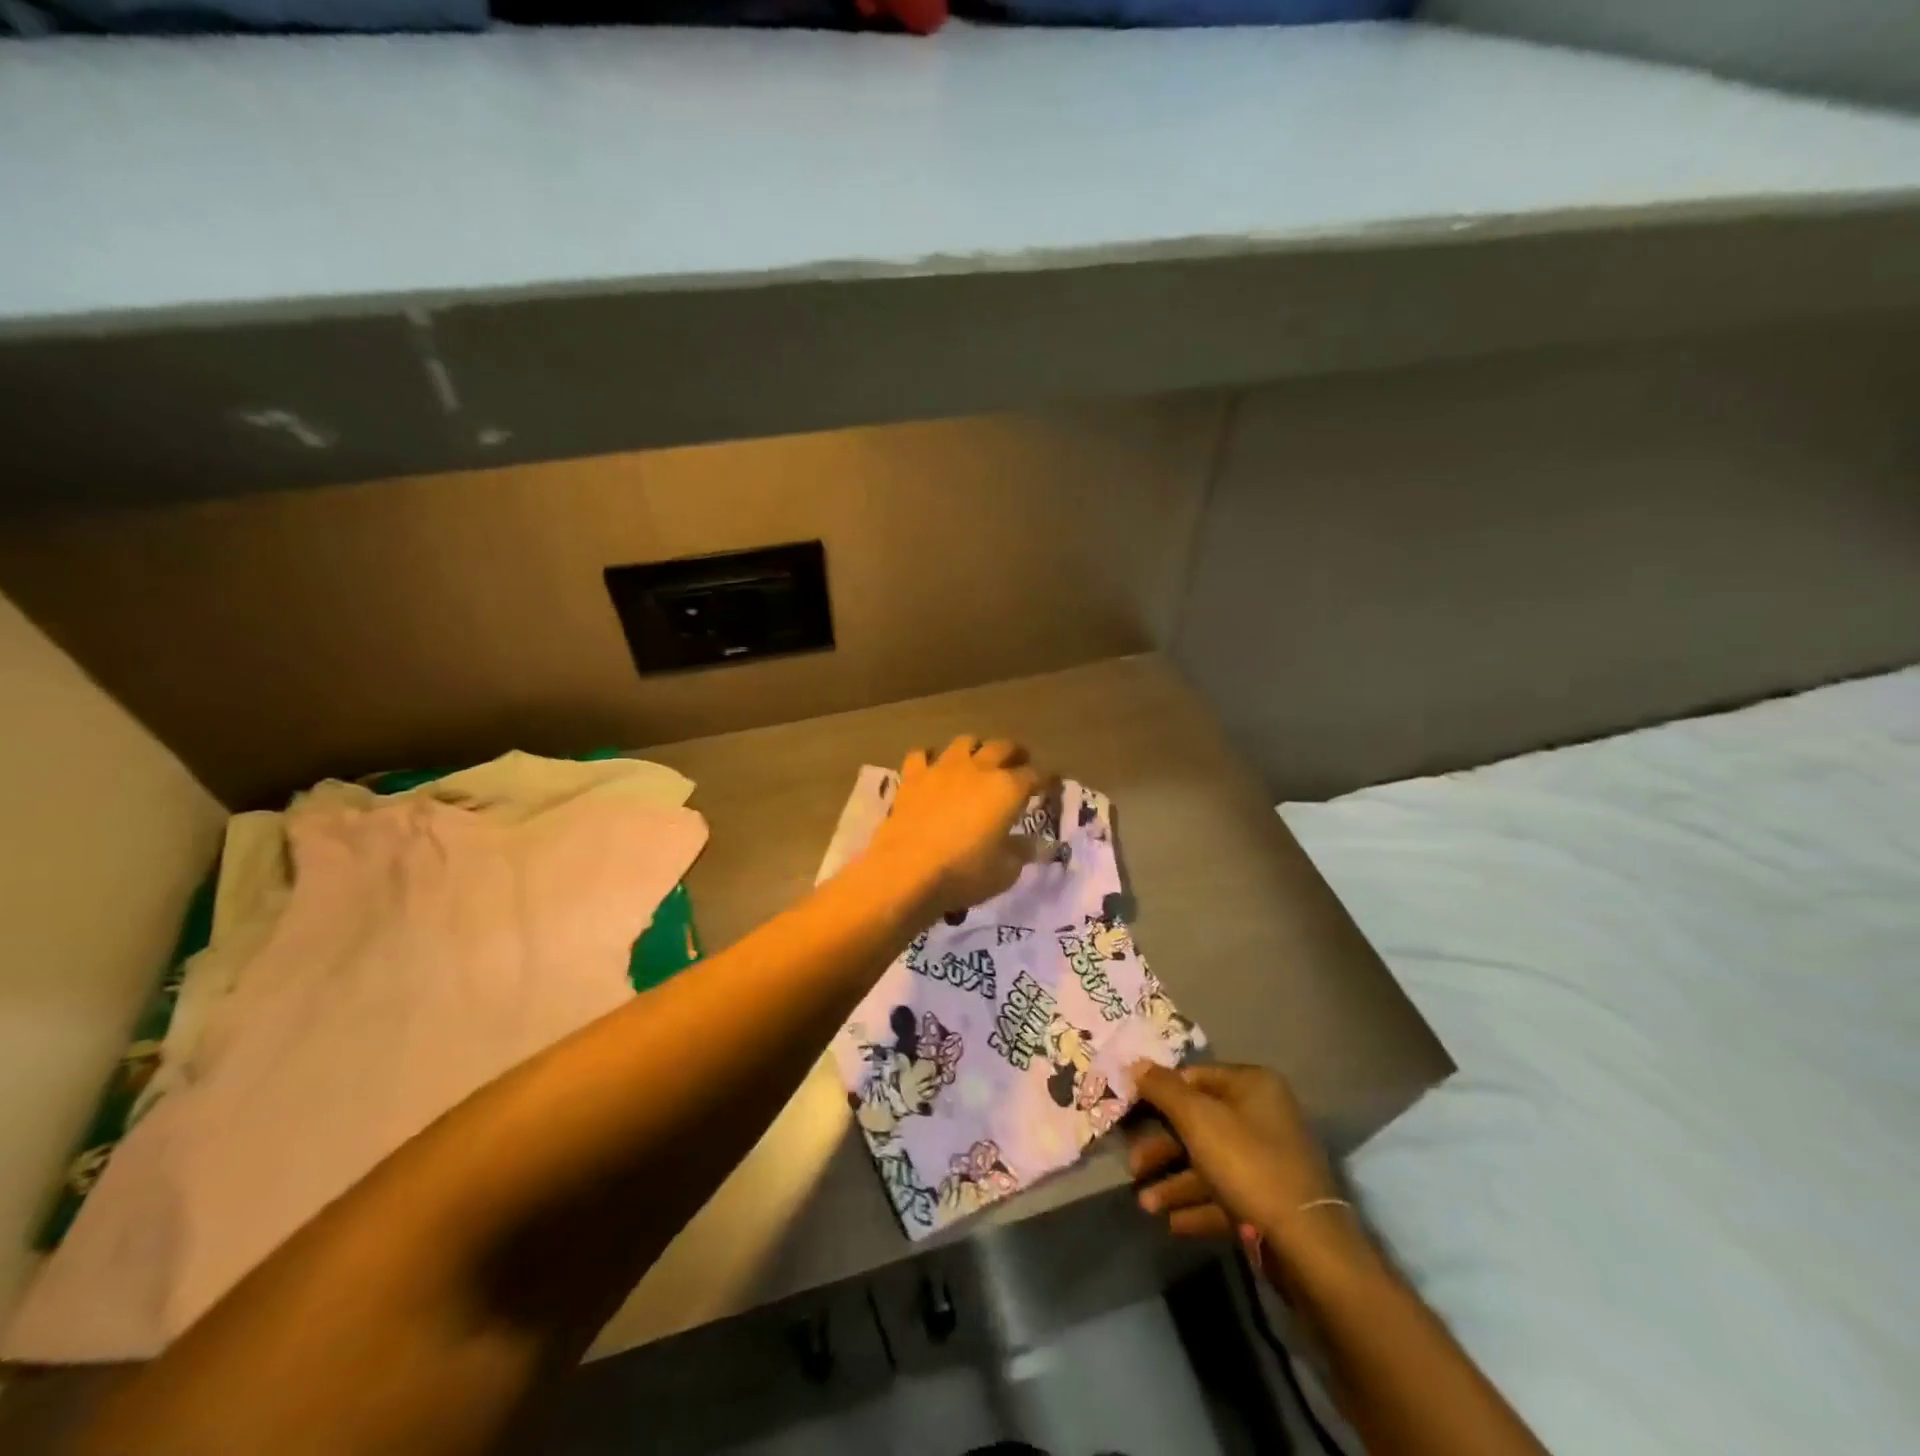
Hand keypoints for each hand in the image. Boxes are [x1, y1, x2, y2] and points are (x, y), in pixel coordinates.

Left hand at [865, 736, 1051, 918]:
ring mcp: (942, 768)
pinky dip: (929, 759)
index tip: (1049, 785)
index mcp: (1007, 789)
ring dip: (975, 747)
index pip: (1034, 776)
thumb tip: (1037, 846)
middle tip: (1019, 763)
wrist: (906, 871)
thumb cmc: (963, 873)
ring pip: (964, 742)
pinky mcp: (913, 777)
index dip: (1044, 780)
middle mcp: (978, 769)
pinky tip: (930, 768)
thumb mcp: (1004, 872)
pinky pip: (921, 755)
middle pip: (1002, 747)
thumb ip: (1022, 853)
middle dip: (1014, 753)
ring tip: (977, 759)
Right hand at [1127, 1062, 1344, 1250]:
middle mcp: (1263, 1116)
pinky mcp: (1270, 1202)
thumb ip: (1163, 1089)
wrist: (1307, 1245)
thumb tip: (1135, 1063)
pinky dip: (1198, 1206)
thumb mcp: (1197, 1118)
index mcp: (1252, 1085)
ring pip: (1210, 1163)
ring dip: (1175, 1183)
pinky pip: (1226, 1195)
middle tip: (1133, 1167)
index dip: (1160, 1092)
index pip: (1195, 1077)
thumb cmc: (1248, 1163)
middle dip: (1163, 1148)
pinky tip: (1172, 1223)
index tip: (1130, 1111)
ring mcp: (1269, 1161)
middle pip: (1199, 1123)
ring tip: (1146, 1205)